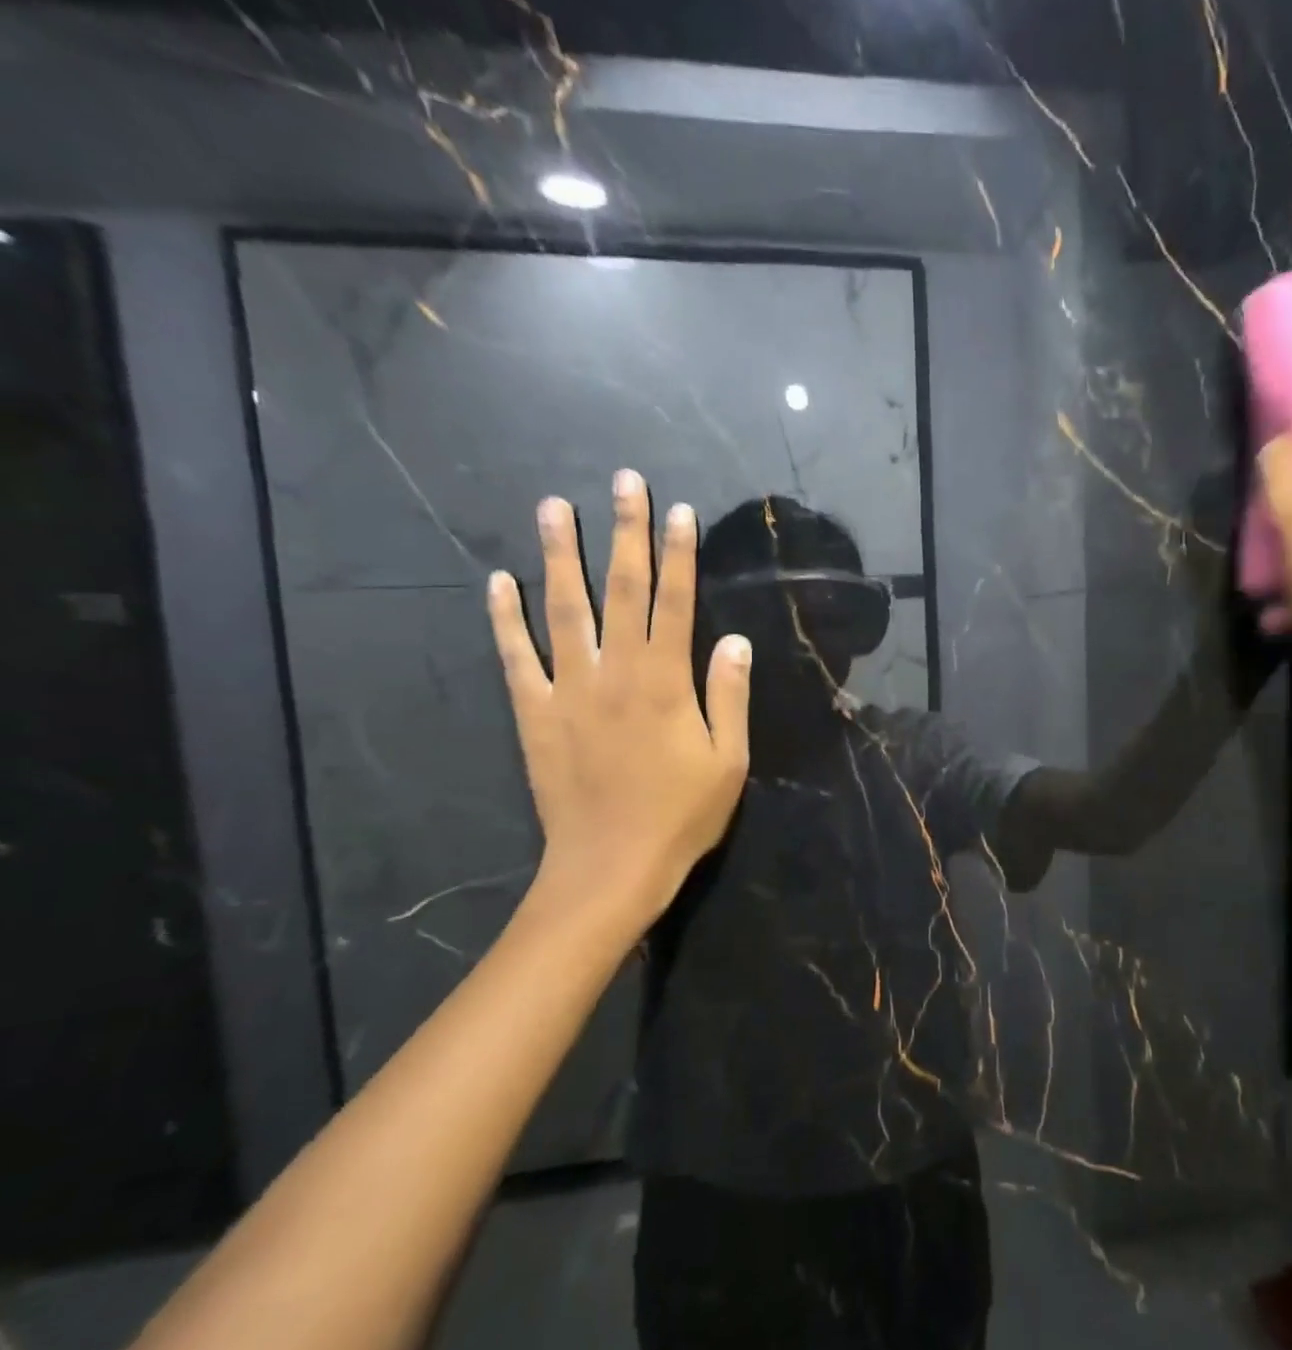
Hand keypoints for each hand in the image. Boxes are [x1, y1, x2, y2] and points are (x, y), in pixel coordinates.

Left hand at [488, 470, 750, 936]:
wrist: (610, 867)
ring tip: (553, 506)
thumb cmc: (681, 816)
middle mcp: (616, 672)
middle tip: (622, 482)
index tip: (678, 511)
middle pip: (622, 590)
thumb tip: (734, 641)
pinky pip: (516, 657)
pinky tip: (499, 581)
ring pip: (563, 609)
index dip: (678, 554)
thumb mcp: (728, 761)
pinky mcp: (534, 713)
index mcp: (666, 682)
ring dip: (560, 555)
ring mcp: (568, 690)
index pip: (675, 603)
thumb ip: (729, 696)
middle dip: (624, 532)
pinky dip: (506, 618)